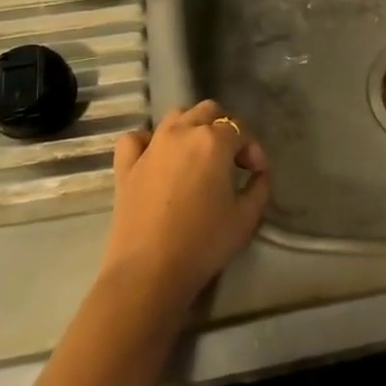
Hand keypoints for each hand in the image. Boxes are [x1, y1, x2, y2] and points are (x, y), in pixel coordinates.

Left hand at [95, 101, 269, 326]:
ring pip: (174, 117)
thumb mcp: (246, 219)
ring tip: (197, 156)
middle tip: (229, 161)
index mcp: (213, 141)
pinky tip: (155, 158)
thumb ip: (259, 189)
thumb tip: (258, 175)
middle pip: (208, 112)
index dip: (253, 149)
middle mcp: (181, 132)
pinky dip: (147, 142)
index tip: (257, 174)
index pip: (240, 130)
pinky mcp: (126, 166)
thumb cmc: (203, 244)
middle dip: (223, 129)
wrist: (148, 273)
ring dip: (190, 128)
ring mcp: (151, 146)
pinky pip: (136, 139)